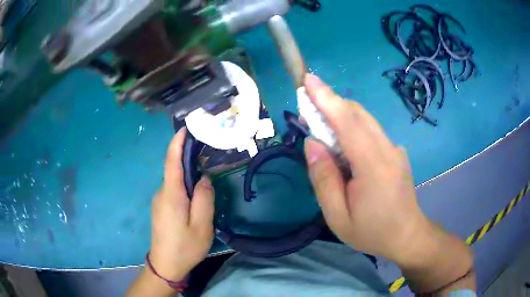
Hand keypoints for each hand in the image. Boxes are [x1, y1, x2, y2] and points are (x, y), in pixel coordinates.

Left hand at [149, 128, 214, 280]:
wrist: (165, 265)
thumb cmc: (185, 247)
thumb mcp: (202, 226)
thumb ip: (204, 199)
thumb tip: (203, 178)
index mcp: (171, 195)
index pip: (171, 162)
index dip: (177, 143)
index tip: (185, 128)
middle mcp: (162, 193)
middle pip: (174, 170)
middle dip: (188, 158)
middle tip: (208, 153)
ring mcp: (159, 201)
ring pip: (175, 182)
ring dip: (188, 175)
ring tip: (206, 176)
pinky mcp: (161, 208)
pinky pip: (173, 191)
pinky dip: (184, 186)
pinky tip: (195, 196)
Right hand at [302, 74, 431, 262]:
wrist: (407, 235)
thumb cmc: (371, 231)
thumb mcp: (337, 216)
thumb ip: (324, 179)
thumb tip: (312, 143)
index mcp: (374, 168)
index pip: (349, 124)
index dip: (327, 99)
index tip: (308, 80)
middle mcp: (388, 150)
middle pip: (358, 115)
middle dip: (330, 103)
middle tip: (306, 107)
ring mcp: (395, 149)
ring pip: (365, 120)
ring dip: (340, 115)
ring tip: (320, 127)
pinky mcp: (396, 151)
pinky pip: (371, 131)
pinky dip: (352, 128)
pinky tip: (343, 146)